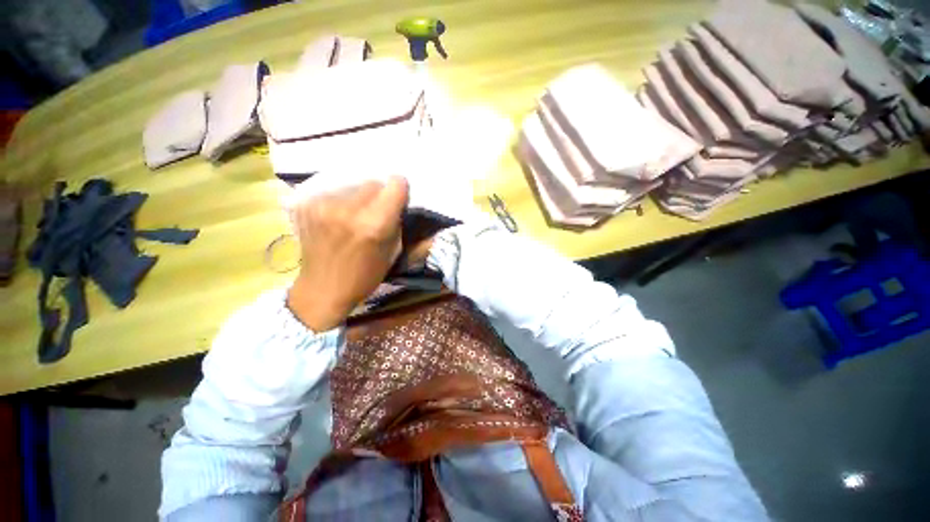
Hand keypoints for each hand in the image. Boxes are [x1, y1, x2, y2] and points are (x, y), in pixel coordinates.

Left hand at [286, 176, 408, 330]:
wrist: (322, 289)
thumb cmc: (365, 276)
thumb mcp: (394, 252)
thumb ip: (399, 223)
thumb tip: (401, 201)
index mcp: (374, 224)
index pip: (396, 183)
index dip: (400, 192)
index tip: (398, 202)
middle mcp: (348, 209)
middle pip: (374, 182)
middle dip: (380, 195)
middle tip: (376, 213)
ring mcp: (323, 204)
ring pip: (354, 184)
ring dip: (360, 197)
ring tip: (355, 217)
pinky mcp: (306, 204)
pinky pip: (335, 191)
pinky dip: (341, 201)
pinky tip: (338, 218)